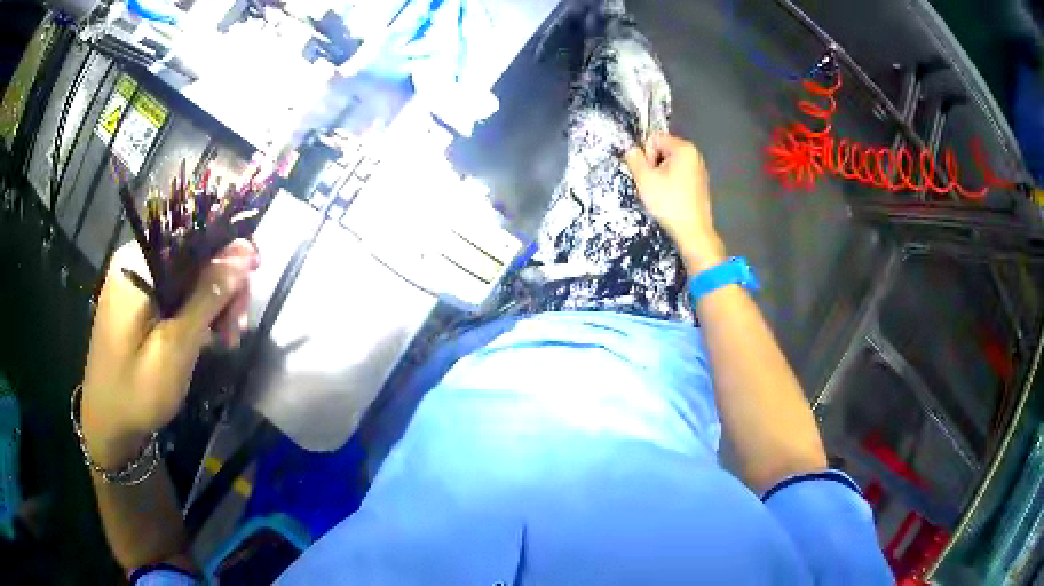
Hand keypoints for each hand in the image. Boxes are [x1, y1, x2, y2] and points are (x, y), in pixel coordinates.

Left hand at [80, 239, 258, 468]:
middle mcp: (136, 261)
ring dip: (213, 303)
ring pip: (188, 275)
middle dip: (222, 286)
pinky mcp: (138, 301)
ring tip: (228, 340)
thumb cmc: (136, 392)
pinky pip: (175, 292)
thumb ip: (208, 297)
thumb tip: (244, 253)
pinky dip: (196, 312)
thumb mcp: (176, 347)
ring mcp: (136, 281)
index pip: (193, 234)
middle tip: (236, 330)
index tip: (255, 275)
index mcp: (138, 262)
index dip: (229, 249)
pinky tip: (210, 337)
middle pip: (192, 255)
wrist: (107, 424)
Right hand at [625, 134, 725, 273]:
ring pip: (669, 164)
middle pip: (662, 150)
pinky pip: (678, 175)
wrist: (692, 231)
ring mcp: (699, 169)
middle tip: (653, 185)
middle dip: (653, 164)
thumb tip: (631, 149)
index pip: (653, 139)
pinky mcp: (700, 183)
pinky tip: (671, 199)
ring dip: (660, 175)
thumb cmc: (669, 203)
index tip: (648, 174)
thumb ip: (634, 159)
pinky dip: (671, 183)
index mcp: (683, 148)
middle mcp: (694, 154)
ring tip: (661, 193)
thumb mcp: (645, 179)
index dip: (645, 155)